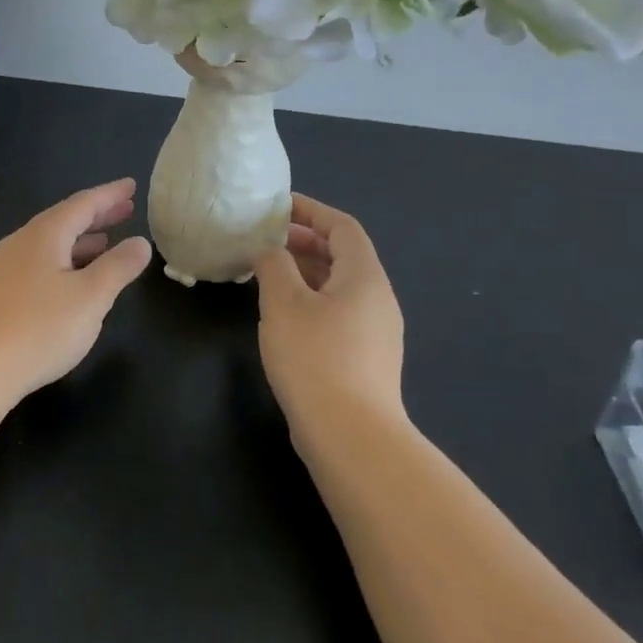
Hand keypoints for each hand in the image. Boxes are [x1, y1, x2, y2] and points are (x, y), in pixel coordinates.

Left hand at [0, 179, 152, 399]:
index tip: (131, 185)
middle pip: (64, 220)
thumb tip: (140, 242)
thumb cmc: (40, 328)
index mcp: (44, 235)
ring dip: (80, 240)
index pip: (83, 204)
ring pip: (50, 244)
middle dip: (96, 215)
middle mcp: (21, 242)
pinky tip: (71, 280)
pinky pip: (38, 263)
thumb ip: (118, 267)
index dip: (110, 195)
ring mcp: (5, 267)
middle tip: (126, 210)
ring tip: (106, 244)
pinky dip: (64, 261)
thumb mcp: (91, 297)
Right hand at [254, 194, 405, 422]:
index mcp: (364, 277)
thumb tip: (271, 251)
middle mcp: (378, 299)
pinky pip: (337, 312)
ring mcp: (375, 332)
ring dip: (304, 272)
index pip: (342, 227)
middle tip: (264, 241)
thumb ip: (274, 266)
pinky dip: (310, 299)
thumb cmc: (315, 357)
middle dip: (304, 242)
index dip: (310, 211)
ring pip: (338, 286)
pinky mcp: (365, 358)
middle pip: (343, 255)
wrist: (350, 435)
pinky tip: (282, 315)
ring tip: (266, 274)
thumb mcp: (283, 303)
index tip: (277, 207)